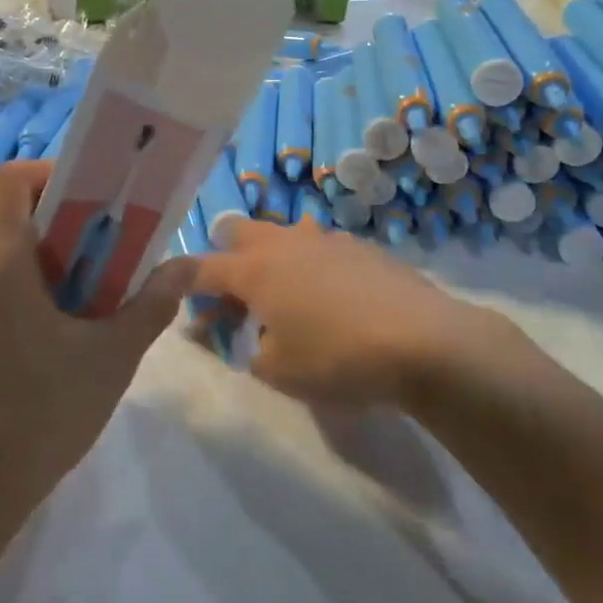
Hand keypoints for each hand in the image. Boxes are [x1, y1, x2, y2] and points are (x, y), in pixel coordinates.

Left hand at [0, 161, 192, 573]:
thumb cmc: (39, 416)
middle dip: (64, 222)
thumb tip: (187, 265)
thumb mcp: (110, 359)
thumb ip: (151, 304)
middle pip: (13, 213)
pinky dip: (21, 282)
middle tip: (109, 250)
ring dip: (45, 256)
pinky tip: (52, 328)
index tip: (97, 199)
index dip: (56, 173)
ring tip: (88, 293)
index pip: (15, 178)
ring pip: (1, 248)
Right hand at [192, 220, 492, 405]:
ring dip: (271, 259)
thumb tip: (236, 336)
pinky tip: (332, 301)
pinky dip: (309, 266)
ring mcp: (325, 239)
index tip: (176, 303)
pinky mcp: (361, 246)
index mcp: (255, 269)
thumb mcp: (279, 371)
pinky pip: (319, 247)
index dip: (179, 285)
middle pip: (237, 231)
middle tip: (236, 300)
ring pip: (281, 234)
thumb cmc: (339, 359)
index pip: (198, 267)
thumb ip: (245, 351)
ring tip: (287, 301)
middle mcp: (285, 242)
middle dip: (225, 258)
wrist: (425, 342)